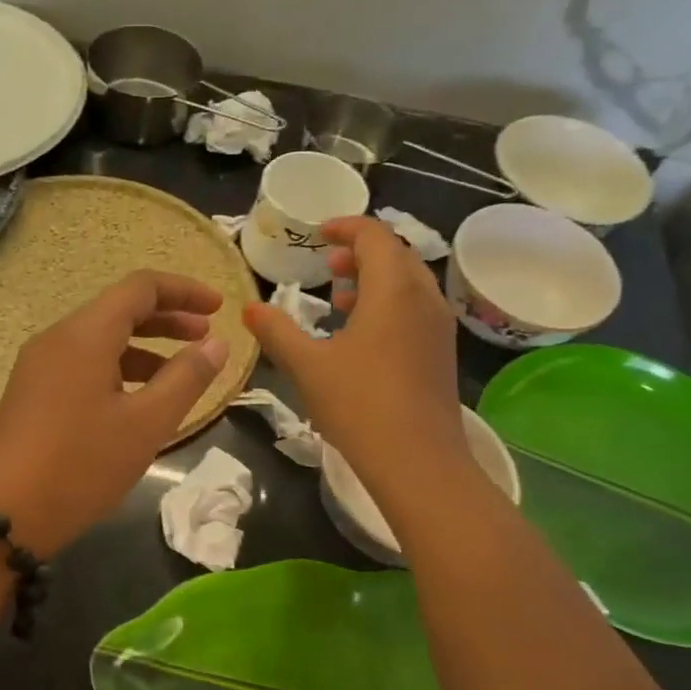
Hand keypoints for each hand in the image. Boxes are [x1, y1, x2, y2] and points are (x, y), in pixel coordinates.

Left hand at [0, 271, 229, 556]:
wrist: (7, 514)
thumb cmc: (82, 465)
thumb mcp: (146, 424)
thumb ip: (186, 378)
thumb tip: (217, 343)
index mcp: (85, 335)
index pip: (140, 287)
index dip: (184, 290)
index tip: (218, 309)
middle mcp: (57, 339)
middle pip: (118, 310)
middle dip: (167, 319)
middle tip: (206, 338)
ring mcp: (38, 366)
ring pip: (99, 340)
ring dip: (143, 348)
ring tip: (179, 375)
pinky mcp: (31, 393)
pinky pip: (81, 364)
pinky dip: (117, 369)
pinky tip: (136, 400)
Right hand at [243, 215, 472, 511]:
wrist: (418, 461)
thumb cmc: (359, 405)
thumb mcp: (307, 366)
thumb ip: (277, 331)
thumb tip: (249, 308)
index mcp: (392, 290)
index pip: (374, 236)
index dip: (345, 227)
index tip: (318, 233)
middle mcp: (423, 298)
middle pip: (396, 255)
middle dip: (361, 252)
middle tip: (327, 265)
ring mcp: (437, 326)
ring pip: (408, 283)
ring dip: (375, 279)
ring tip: (340, 297)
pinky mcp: (440, 352)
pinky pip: (415, 308)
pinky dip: (388, 304)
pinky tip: (361, 334)